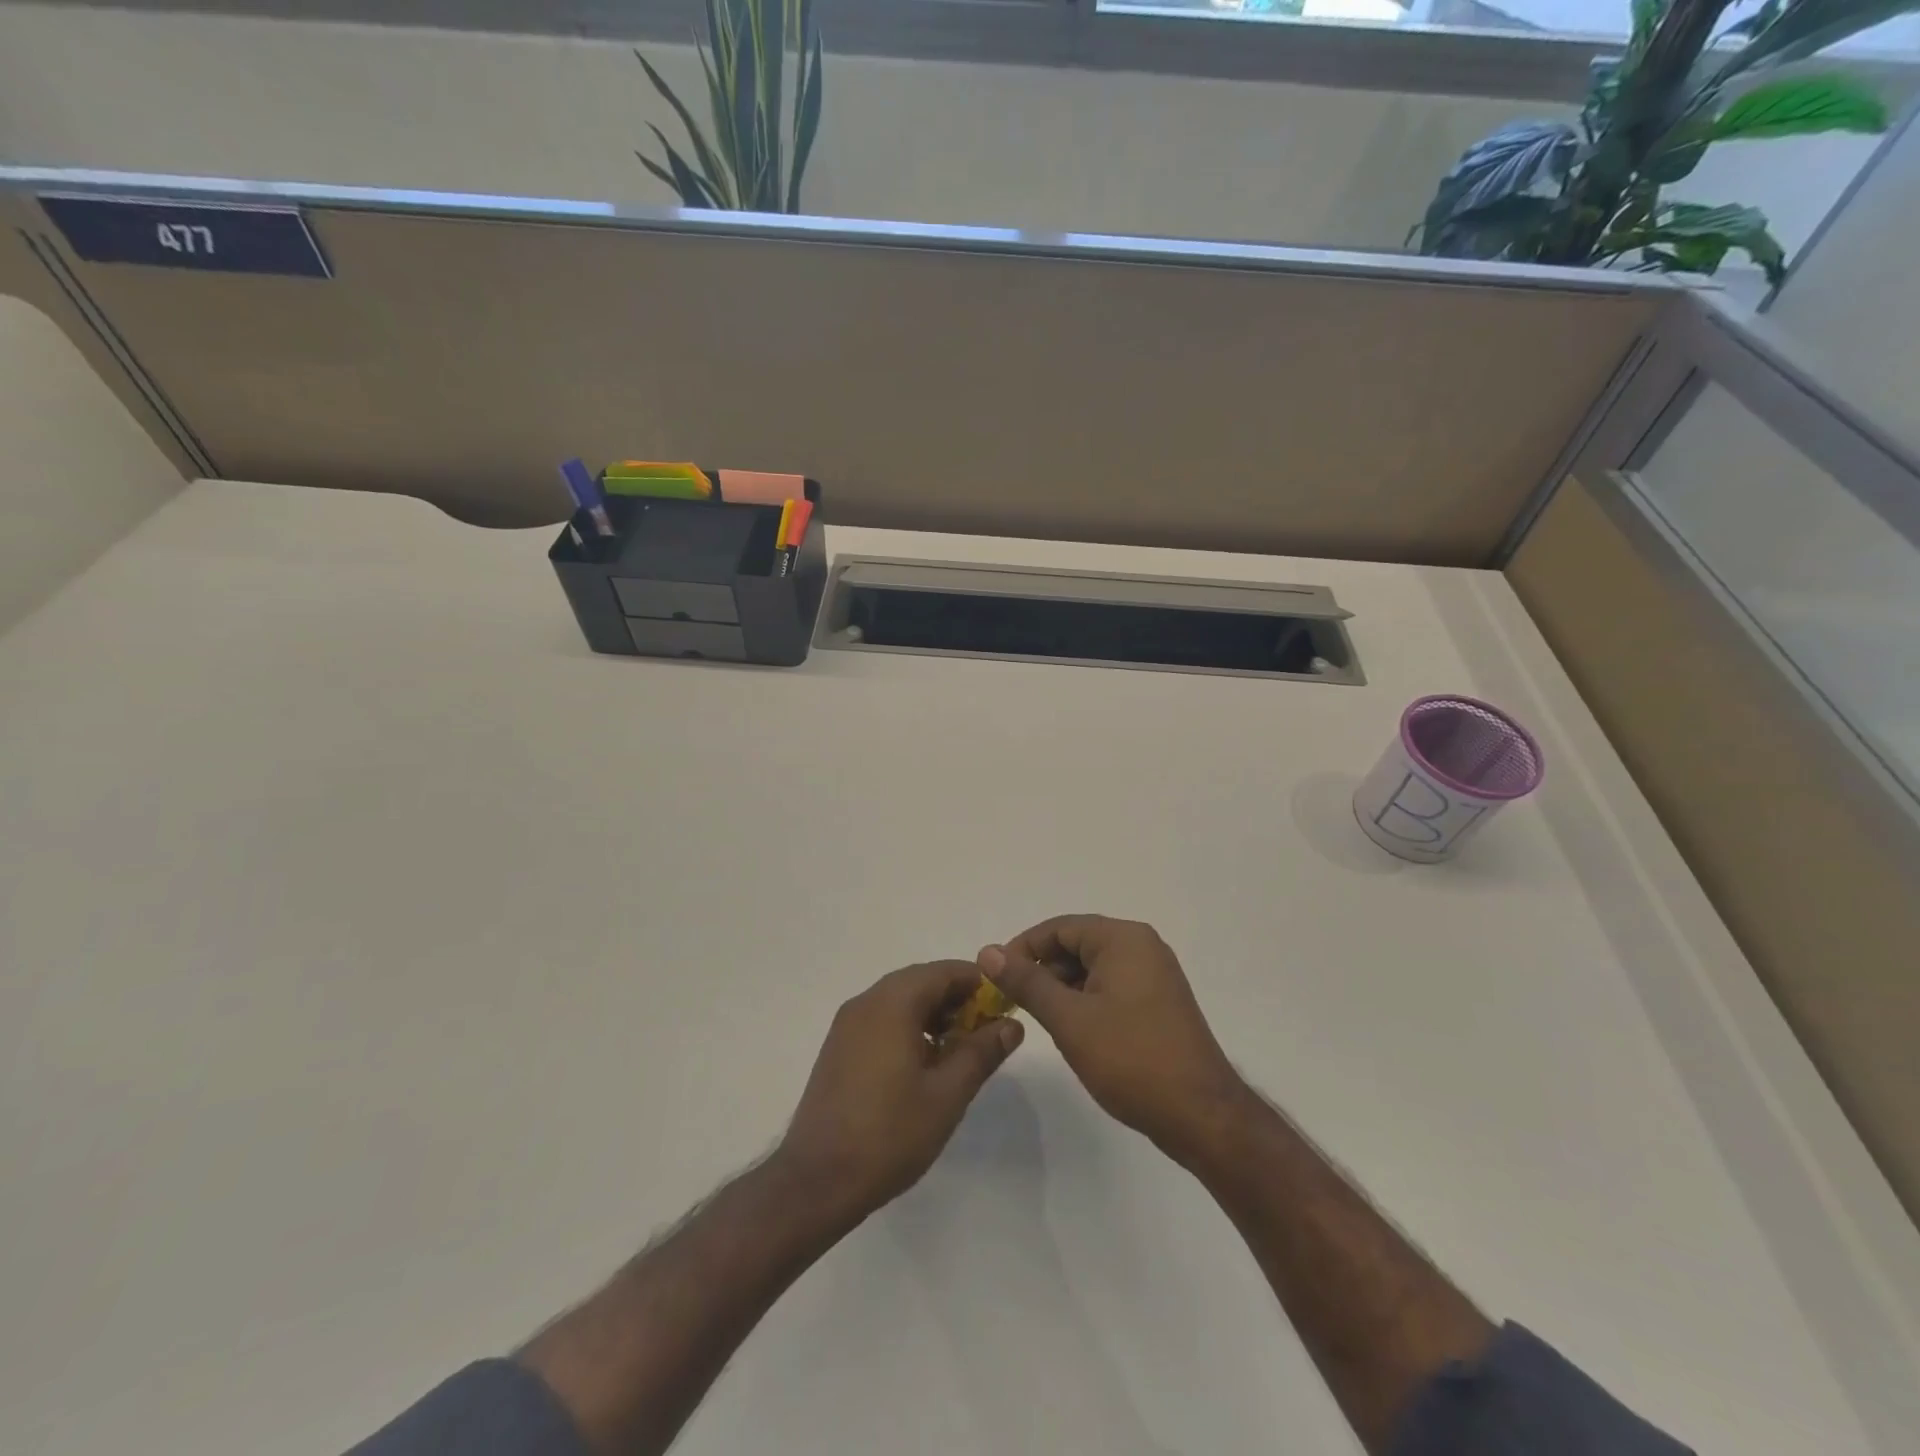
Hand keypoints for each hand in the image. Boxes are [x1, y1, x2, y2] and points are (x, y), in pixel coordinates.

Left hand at [777, 960, 1023, 1216]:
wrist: (817, 1180)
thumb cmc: (889, 1133)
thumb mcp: (948, 1095)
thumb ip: (981, 1053)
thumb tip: (1011, 1024)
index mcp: (893, 1002)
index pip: (945, 971)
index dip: (979, 983)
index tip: (1005, 1007)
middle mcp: (867, 1001)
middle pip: (921, 981)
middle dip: (957, 1000)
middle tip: (987, 1032)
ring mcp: (848, 1024)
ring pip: (900, 1000)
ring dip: (933, 1014)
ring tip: (960, 1051)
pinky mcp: (839, 1047)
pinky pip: (882, 1019)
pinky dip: (909, 1027)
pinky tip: (924, 1064)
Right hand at [979, 916, 1246, 1161]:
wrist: (1201, 1116)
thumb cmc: (1131, 1059)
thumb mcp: (1069, 1019)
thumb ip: (1026, 982)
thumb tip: (988, 951)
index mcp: (1123, 939)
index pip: (1059, 927)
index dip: (1022, 948)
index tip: (995, 977)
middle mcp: (1142, 947)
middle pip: (1077, 944)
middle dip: (1042, 970)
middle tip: (1013, 1003)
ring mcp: (1154, 975)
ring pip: (1092, 968)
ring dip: (1062, 988)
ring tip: (1040, 1020)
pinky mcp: (1158, 1003)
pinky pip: (1111, 987)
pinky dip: (1085, 1000)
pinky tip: (1072, 1030)